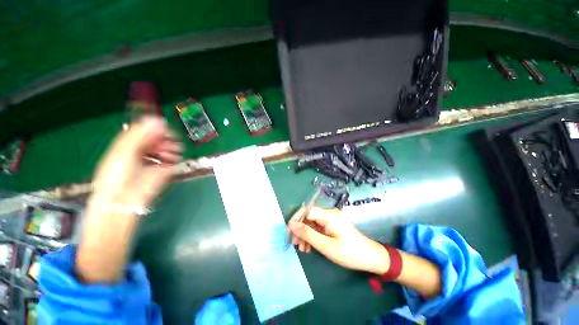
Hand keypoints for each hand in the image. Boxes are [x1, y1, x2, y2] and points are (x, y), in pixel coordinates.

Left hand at [90, 116, 181, 208]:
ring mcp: (156, 160)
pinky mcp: (165, 169)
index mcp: (130, 144)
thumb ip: (139, 135)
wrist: (125, 200)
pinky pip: (175, 158)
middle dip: (165, 137)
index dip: (155, 127)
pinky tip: (172, 158)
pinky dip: (175, 156)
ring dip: (172, 146)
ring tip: (169, 151)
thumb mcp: (123, 151)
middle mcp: (144, 150)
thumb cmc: (117, 175)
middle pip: (160, 137)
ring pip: (169, 147)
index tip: (163, 127)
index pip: (146, 130)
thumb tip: (157, 120)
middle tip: (167, 139)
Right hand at [288, 207, 389, 274]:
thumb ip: (308, 234)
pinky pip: (318, 228)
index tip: (288, 231)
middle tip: (294, 244)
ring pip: (312, 223)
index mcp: (328, 215)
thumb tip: (292, 225)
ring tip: (302, 249)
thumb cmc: (349, 253)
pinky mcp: (332, 225)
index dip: (295, 219)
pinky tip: (309, 247)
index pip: (306, 210)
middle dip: (300, 229)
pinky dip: (312, 236)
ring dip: (305, 235)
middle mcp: (329, 214)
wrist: (370, 258)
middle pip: (308, 217)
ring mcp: (331, 219)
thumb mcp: (326, 246)